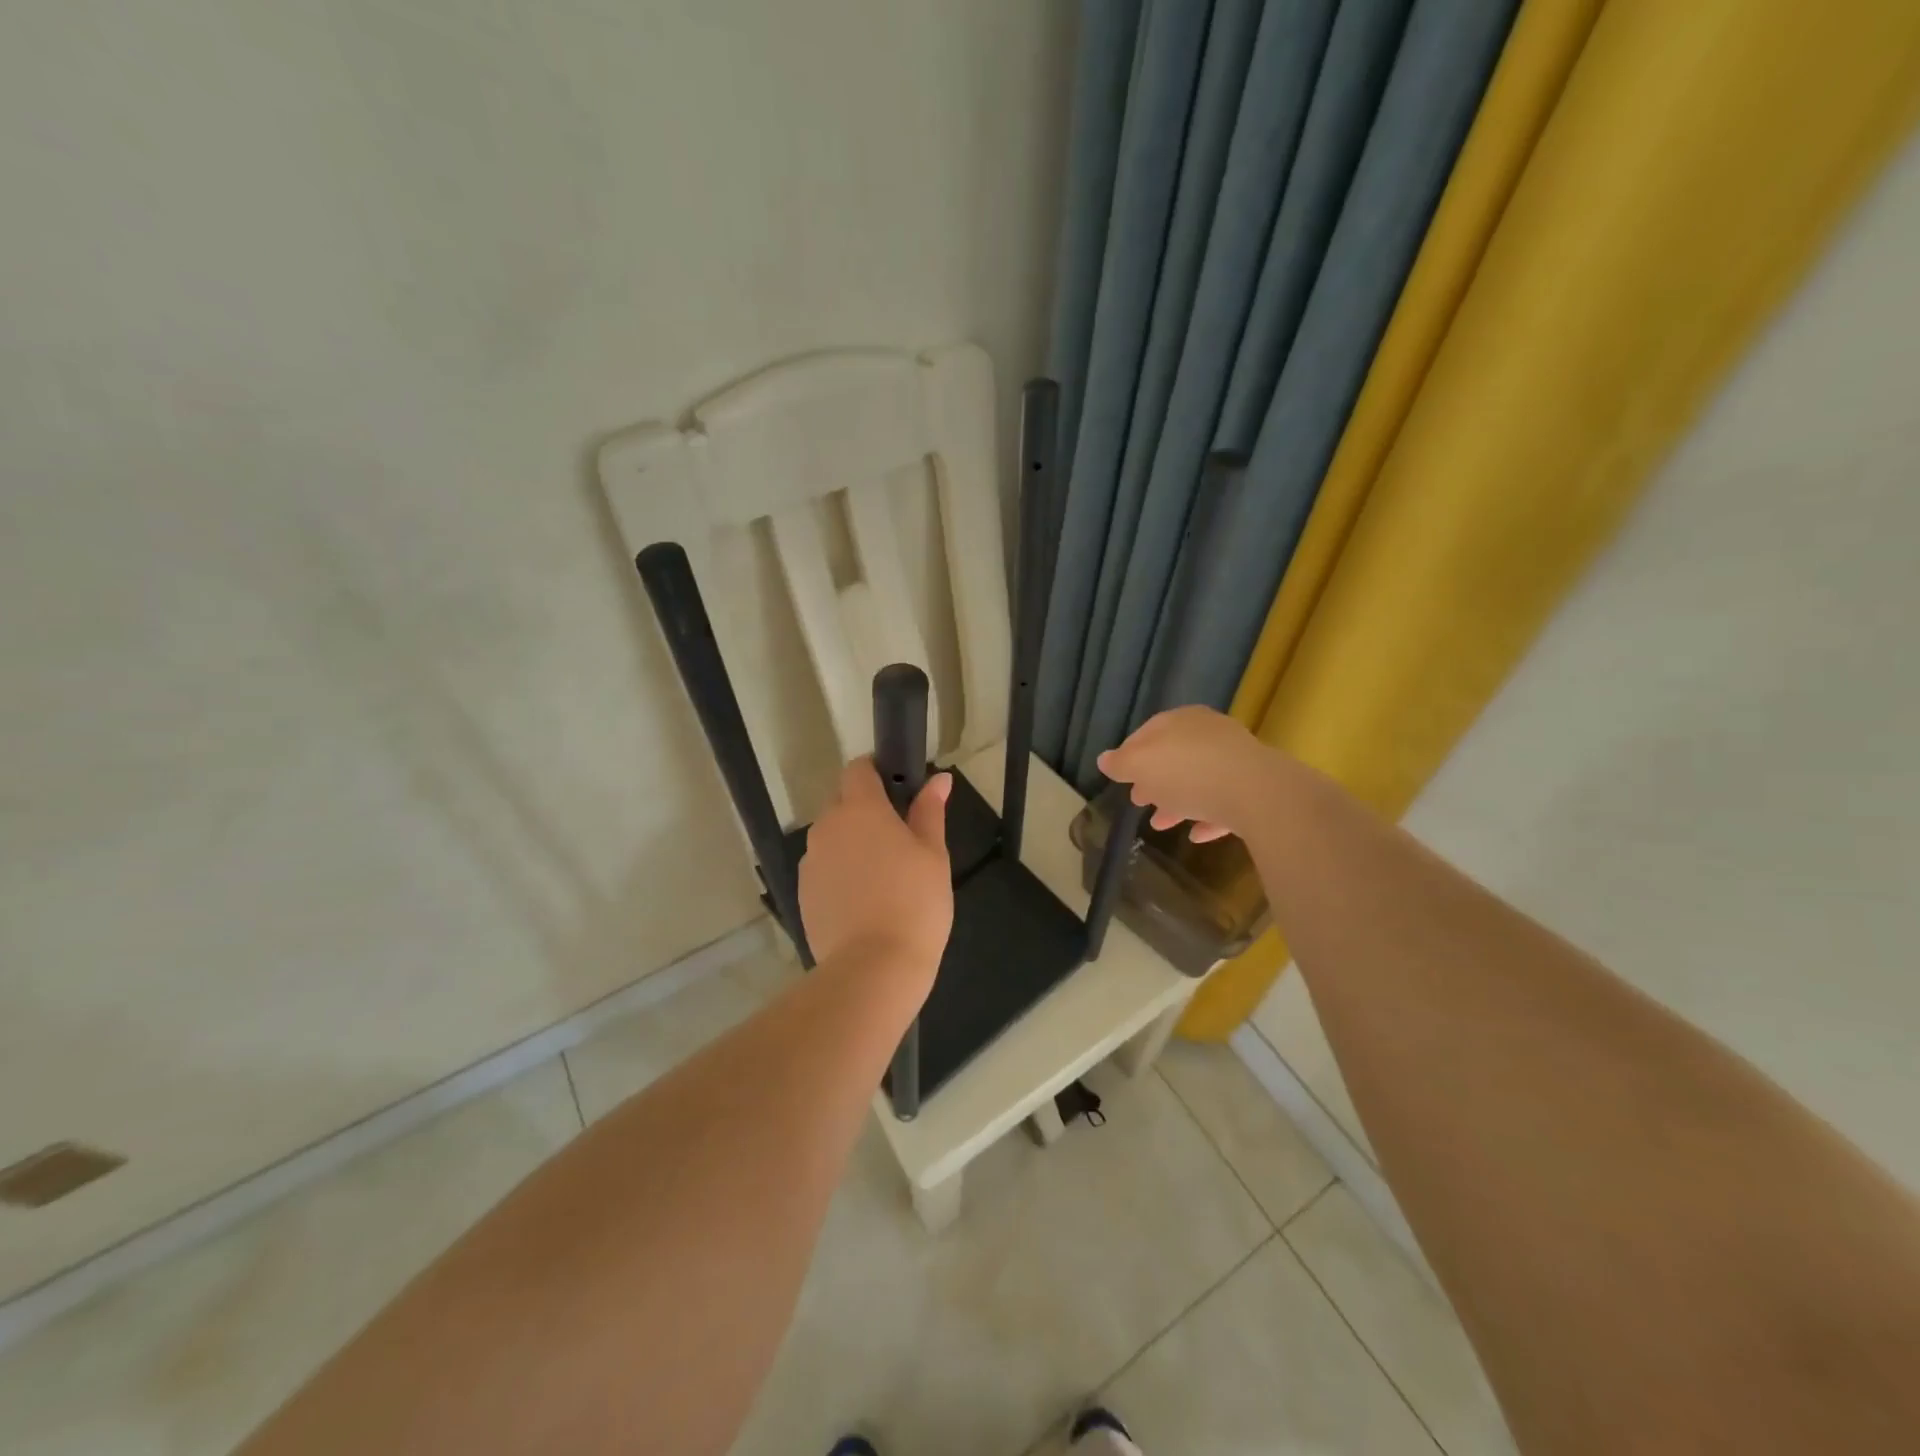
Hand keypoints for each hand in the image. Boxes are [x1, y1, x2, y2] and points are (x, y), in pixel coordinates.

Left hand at [799, 758, 953, 974]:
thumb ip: (930, 811)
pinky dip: (840, 873)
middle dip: (866, 811)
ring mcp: (810, 861)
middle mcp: (827, 827)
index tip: (899, 790)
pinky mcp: (803, 893)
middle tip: (900, 840)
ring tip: (882, 877)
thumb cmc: (914, 903)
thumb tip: (939, 779)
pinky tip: (863, 901)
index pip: (858, 769)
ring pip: (832, 837)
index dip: (877, 772)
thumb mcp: (933, 854)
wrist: (873, 968)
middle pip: (842, 802)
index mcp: (860, 809)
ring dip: (852, 843)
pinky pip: (824, 868)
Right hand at [1097, 706, 1279, 844]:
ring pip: (1198, 780)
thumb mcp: (1140, 765)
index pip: (1147, 733)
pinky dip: (1206, 816)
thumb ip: (1120, 763)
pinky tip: (1195, 835)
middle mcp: (1209, 734)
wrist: (1258, 793)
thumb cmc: (1188, 772)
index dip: (1129, 755)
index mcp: (1180, 721)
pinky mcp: (1255, 788)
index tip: (1119, 777)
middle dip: (1154, 780)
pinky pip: (1224, 802)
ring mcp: (1236, 760)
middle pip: (1174, 757)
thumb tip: (1104, 759)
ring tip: (1160, 824)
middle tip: (1138, 801)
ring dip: (1177, 801)